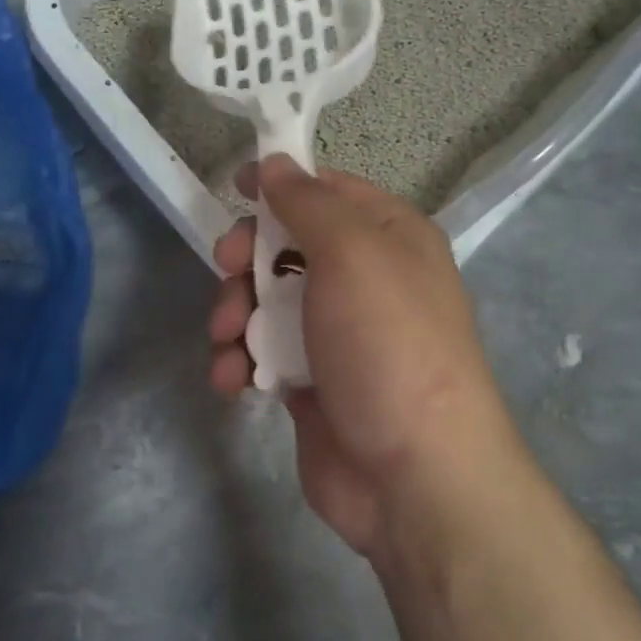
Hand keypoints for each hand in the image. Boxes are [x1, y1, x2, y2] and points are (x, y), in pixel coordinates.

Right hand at [208, 155, 524, 564]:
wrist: (414, 477)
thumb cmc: (388, 344)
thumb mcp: (352, 253)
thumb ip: (308, 202)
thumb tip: (276, 163)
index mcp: (389, 237)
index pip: (328, 190)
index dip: (281, 184)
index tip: (234, 187)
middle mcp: (366, 278)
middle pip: (288, 244)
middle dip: (248, 255)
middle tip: (226, 267)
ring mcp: (337, 333)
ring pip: (267, 299)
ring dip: (236, 312)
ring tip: (228, 339)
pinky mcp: (311, 381)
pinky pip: (264, 351)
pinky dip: (241, 359)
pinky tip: (231, 378)